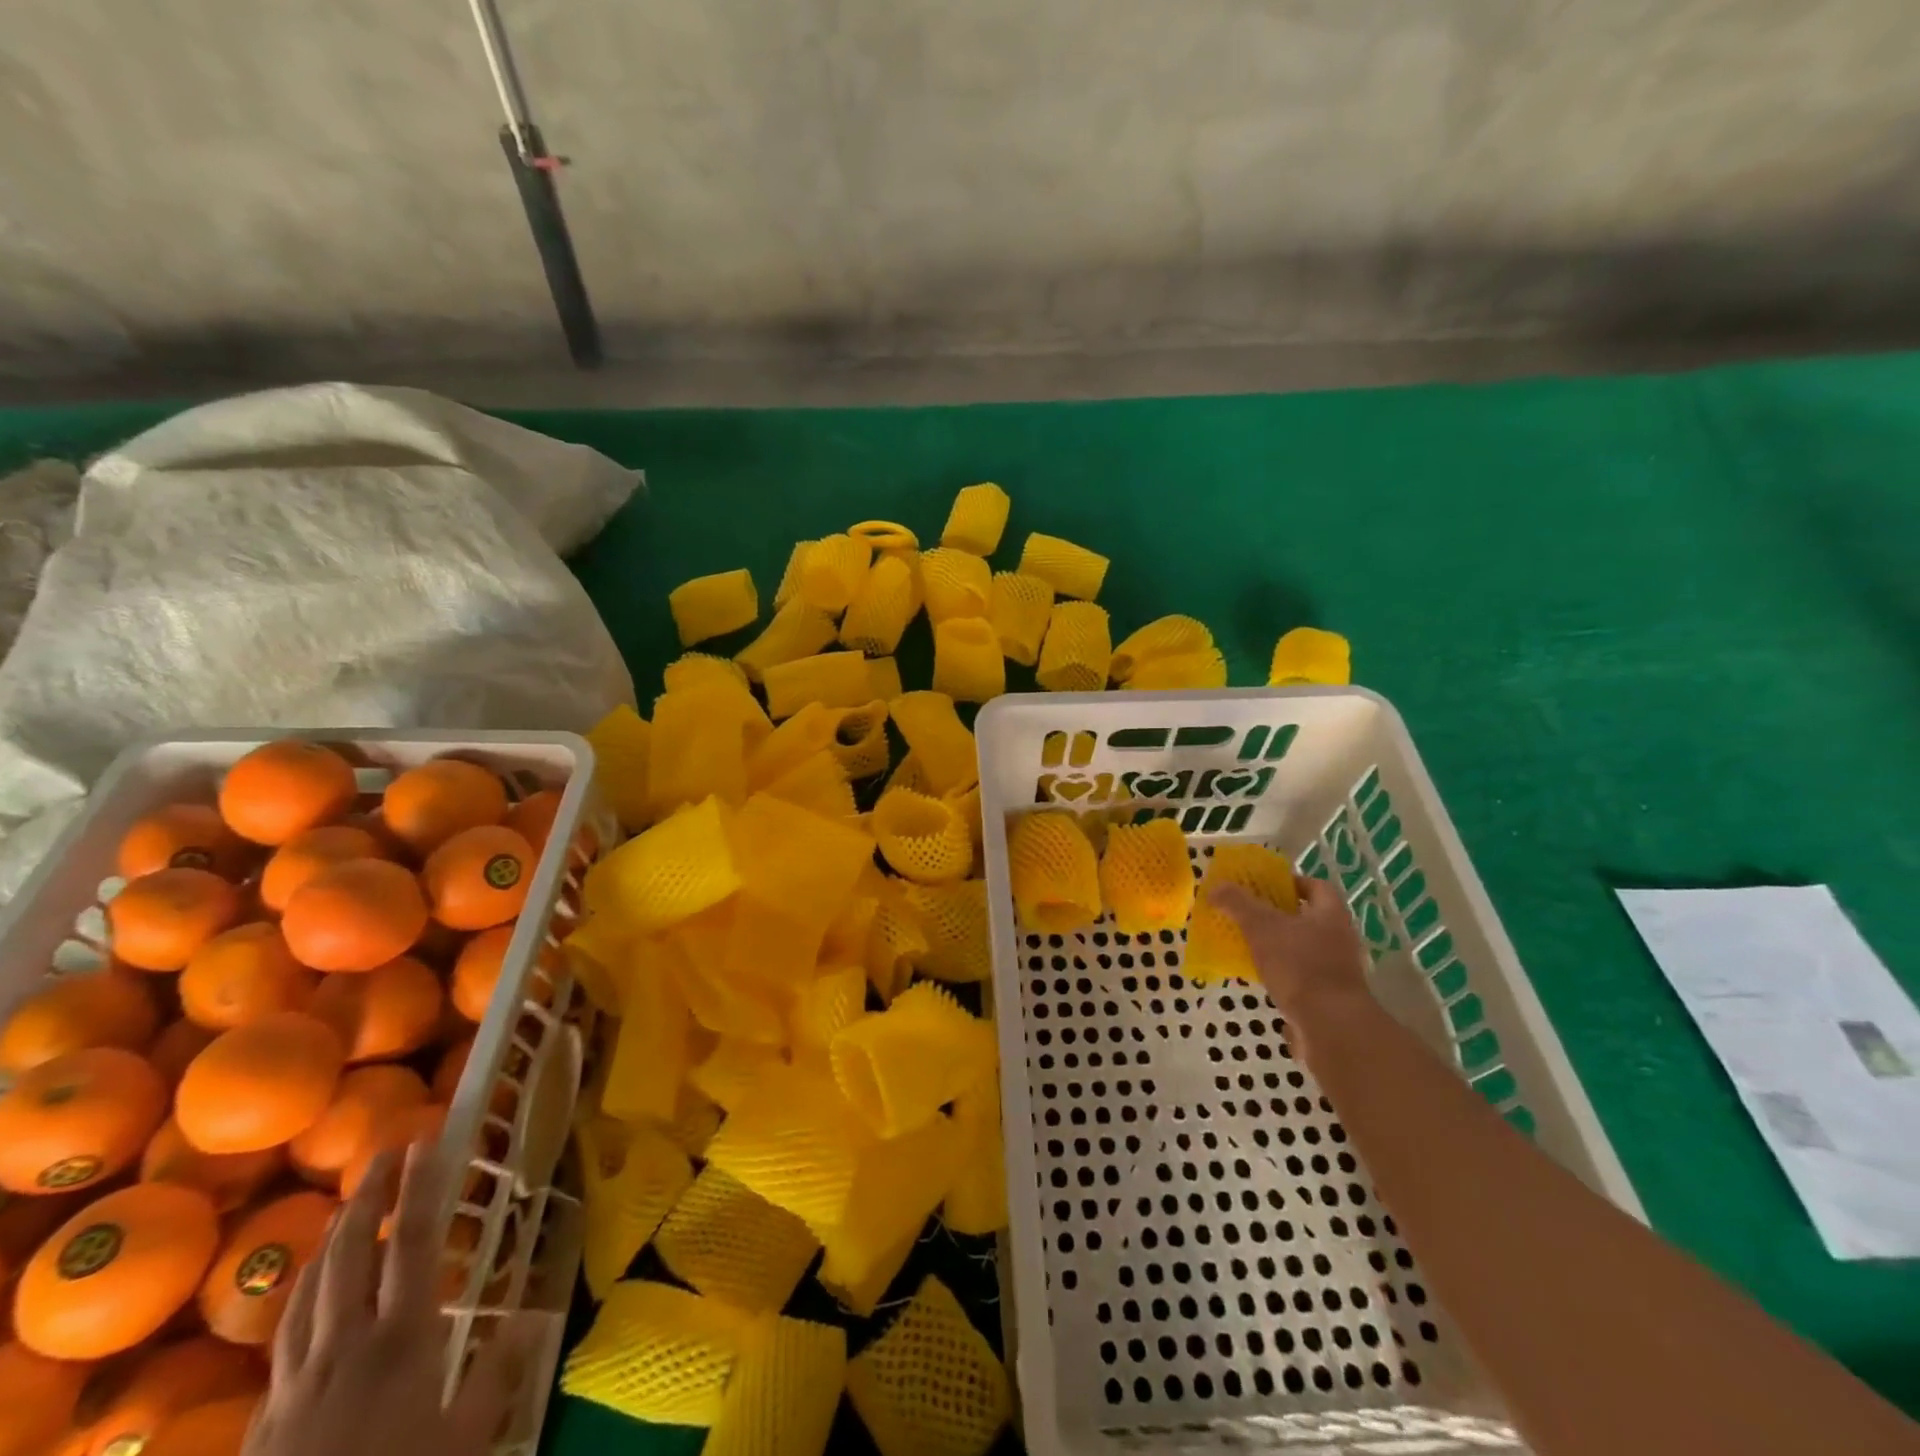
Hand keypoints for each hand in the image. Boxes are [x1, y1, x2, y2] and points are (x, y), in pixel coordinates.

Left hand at [244, 1142, 534, 1455]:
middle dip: (369, 1196)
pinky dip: (301, 1292)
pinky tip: (308, 1289)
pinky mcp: (265, 1415)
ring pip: (309, 1289)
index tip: (426, 1143)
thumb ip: (497, 1373)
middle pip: (353, 1254)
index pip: (414, 1244)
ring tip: (346, 1205)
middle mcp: (345, 1345)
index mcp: (401, 1339)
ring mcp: (296, 1379)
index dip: (421, 1189)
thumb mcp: (466, 1440)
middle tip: (385, 1152)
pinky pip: (283, 1334)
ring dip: (331, 1237)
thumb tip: (533, 1312)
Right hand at [1209, 874, 1369, 1020]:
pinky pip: (1303, 975)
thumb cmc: (1299, 965)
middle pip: (1309, 918)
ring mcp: (1338, 969)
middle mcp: (1340, 938)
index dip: (1292, 882)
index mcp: (1331, 914)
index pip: (1316, 886)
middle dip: (1280, 915)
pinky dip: (1283, 973)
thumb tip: (1216, 887)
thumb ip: (1238, 904)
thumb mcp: (1261, 927)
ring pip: (1305, 947)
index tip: (1267, 886)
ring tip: (1250, 945)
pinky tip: (1261, 977)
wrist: (1331, 1026)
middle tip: (1250, 914)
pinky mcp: (1330, 996)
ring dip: (1280, 945)